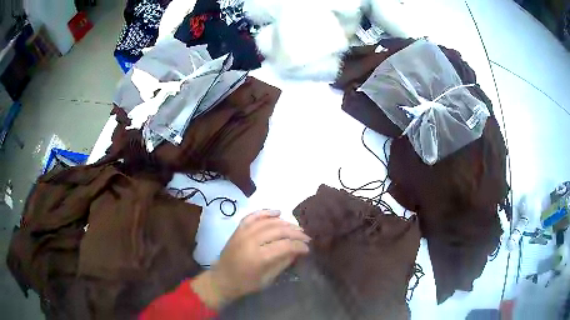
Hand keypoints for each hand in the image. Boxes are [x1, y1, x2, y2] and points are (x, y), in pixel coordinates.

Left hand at [191, 210, 309, 309]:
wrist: (222, 279)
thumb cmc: (245, 283)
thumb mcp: (268, 279)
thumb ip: (283, 263)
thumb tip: (298, 251)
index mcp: (259, 257)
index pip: (285, 245)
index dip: (299, 245)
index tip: (308, 248)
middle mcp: (251, 241)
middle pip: (278, 231)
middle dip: (295, 233)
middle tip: (306, 237)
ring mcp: (243, 233)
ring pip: (268, 222)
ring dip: (284, 223)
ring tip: (296, 227)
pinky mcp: (238, 230)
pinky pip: (253, 216)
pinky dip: (265, 212)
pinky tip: (277, 212)